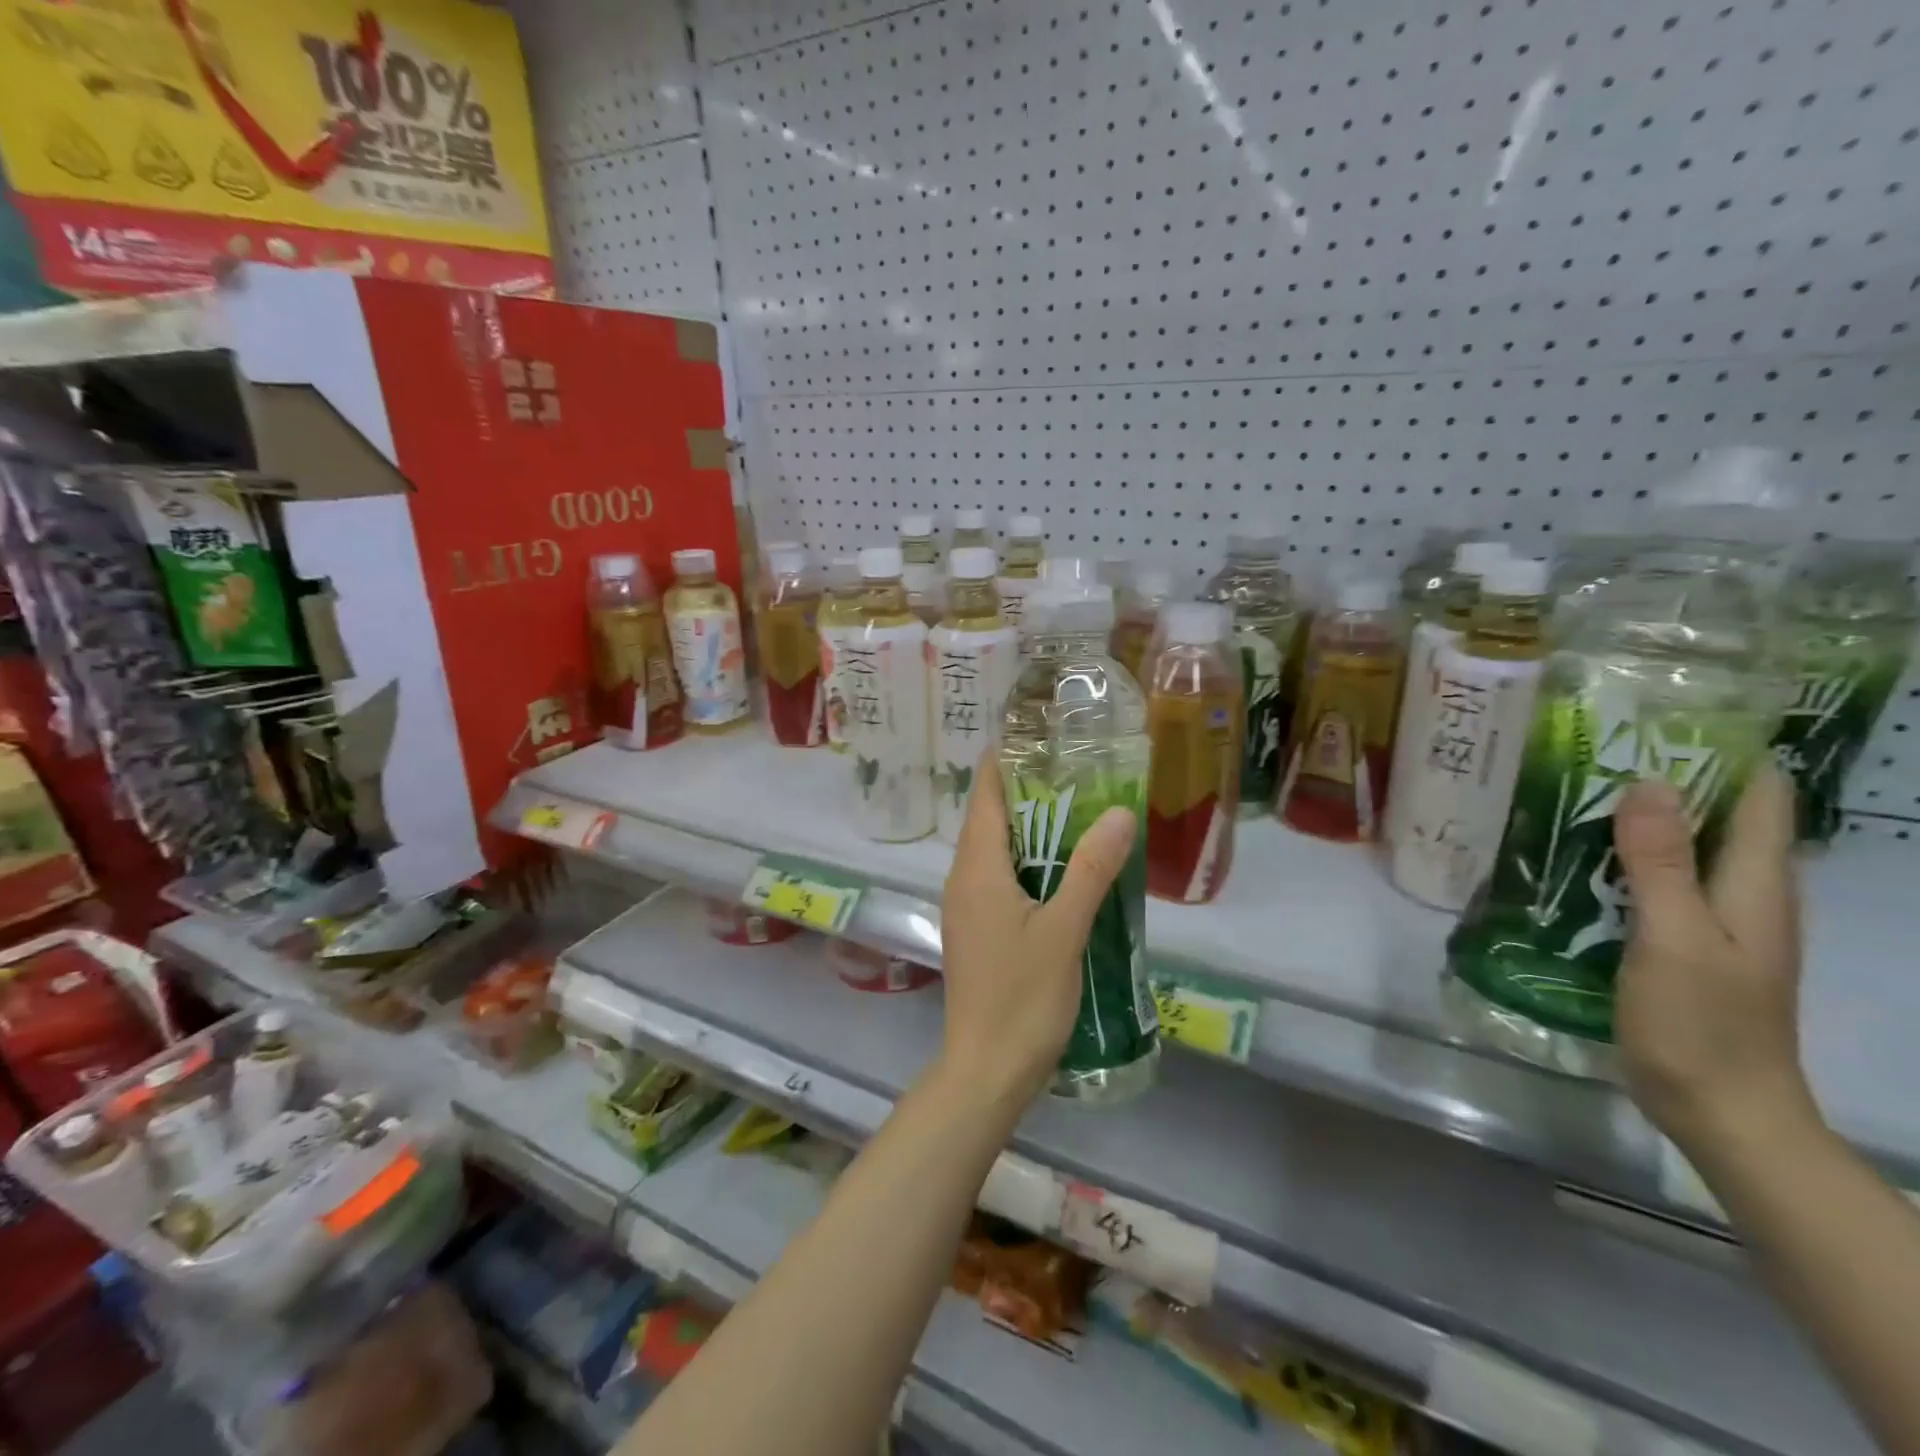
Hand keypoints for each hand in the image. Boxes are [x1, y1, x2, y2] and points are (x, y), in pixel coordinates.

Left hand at [939, 752, 1137, 1105]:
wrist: (986, 1069)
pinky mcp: (975, 932)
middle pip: (991, 820)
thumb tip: (1119, 812)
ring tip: (1078, 814)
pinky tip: (1062, 873)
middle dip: (1027, 794)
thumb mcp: (1064, 929)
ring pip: (995, 852)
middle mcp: (962, 880)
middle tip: (1077, 773)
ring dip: (1030, 831)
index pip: (986, 797)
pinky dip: (1027, 864)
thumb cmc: (1023, 997)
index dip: (1005, 763)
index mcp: (976, 869)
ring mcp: (966, 908)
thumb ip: (1090, 869)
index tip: (1038, 738)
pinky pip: (998, 880)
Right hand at [1612, 764, 1815, 1150]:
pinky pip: (1658, 881)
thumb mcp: (1675, 937)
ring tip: (1576, 789)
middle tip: (1595, 746)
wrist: (1719, 1110)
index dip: (1724, 752)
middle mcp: (1745, 894)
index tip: (1662, 718)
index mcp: (1756, 885)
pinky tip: (1578, 855)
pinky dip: (1626, 858)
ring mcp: (1714, 921)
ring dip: (1640, 818)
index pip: (1759, 797)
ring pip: (1684, 848)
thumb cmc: (1702, 1023)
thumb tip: (1649, 782)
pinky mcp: (1682, 942)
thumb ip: (1660, 863)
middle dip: (1669, 777)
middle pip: (1719, 816)